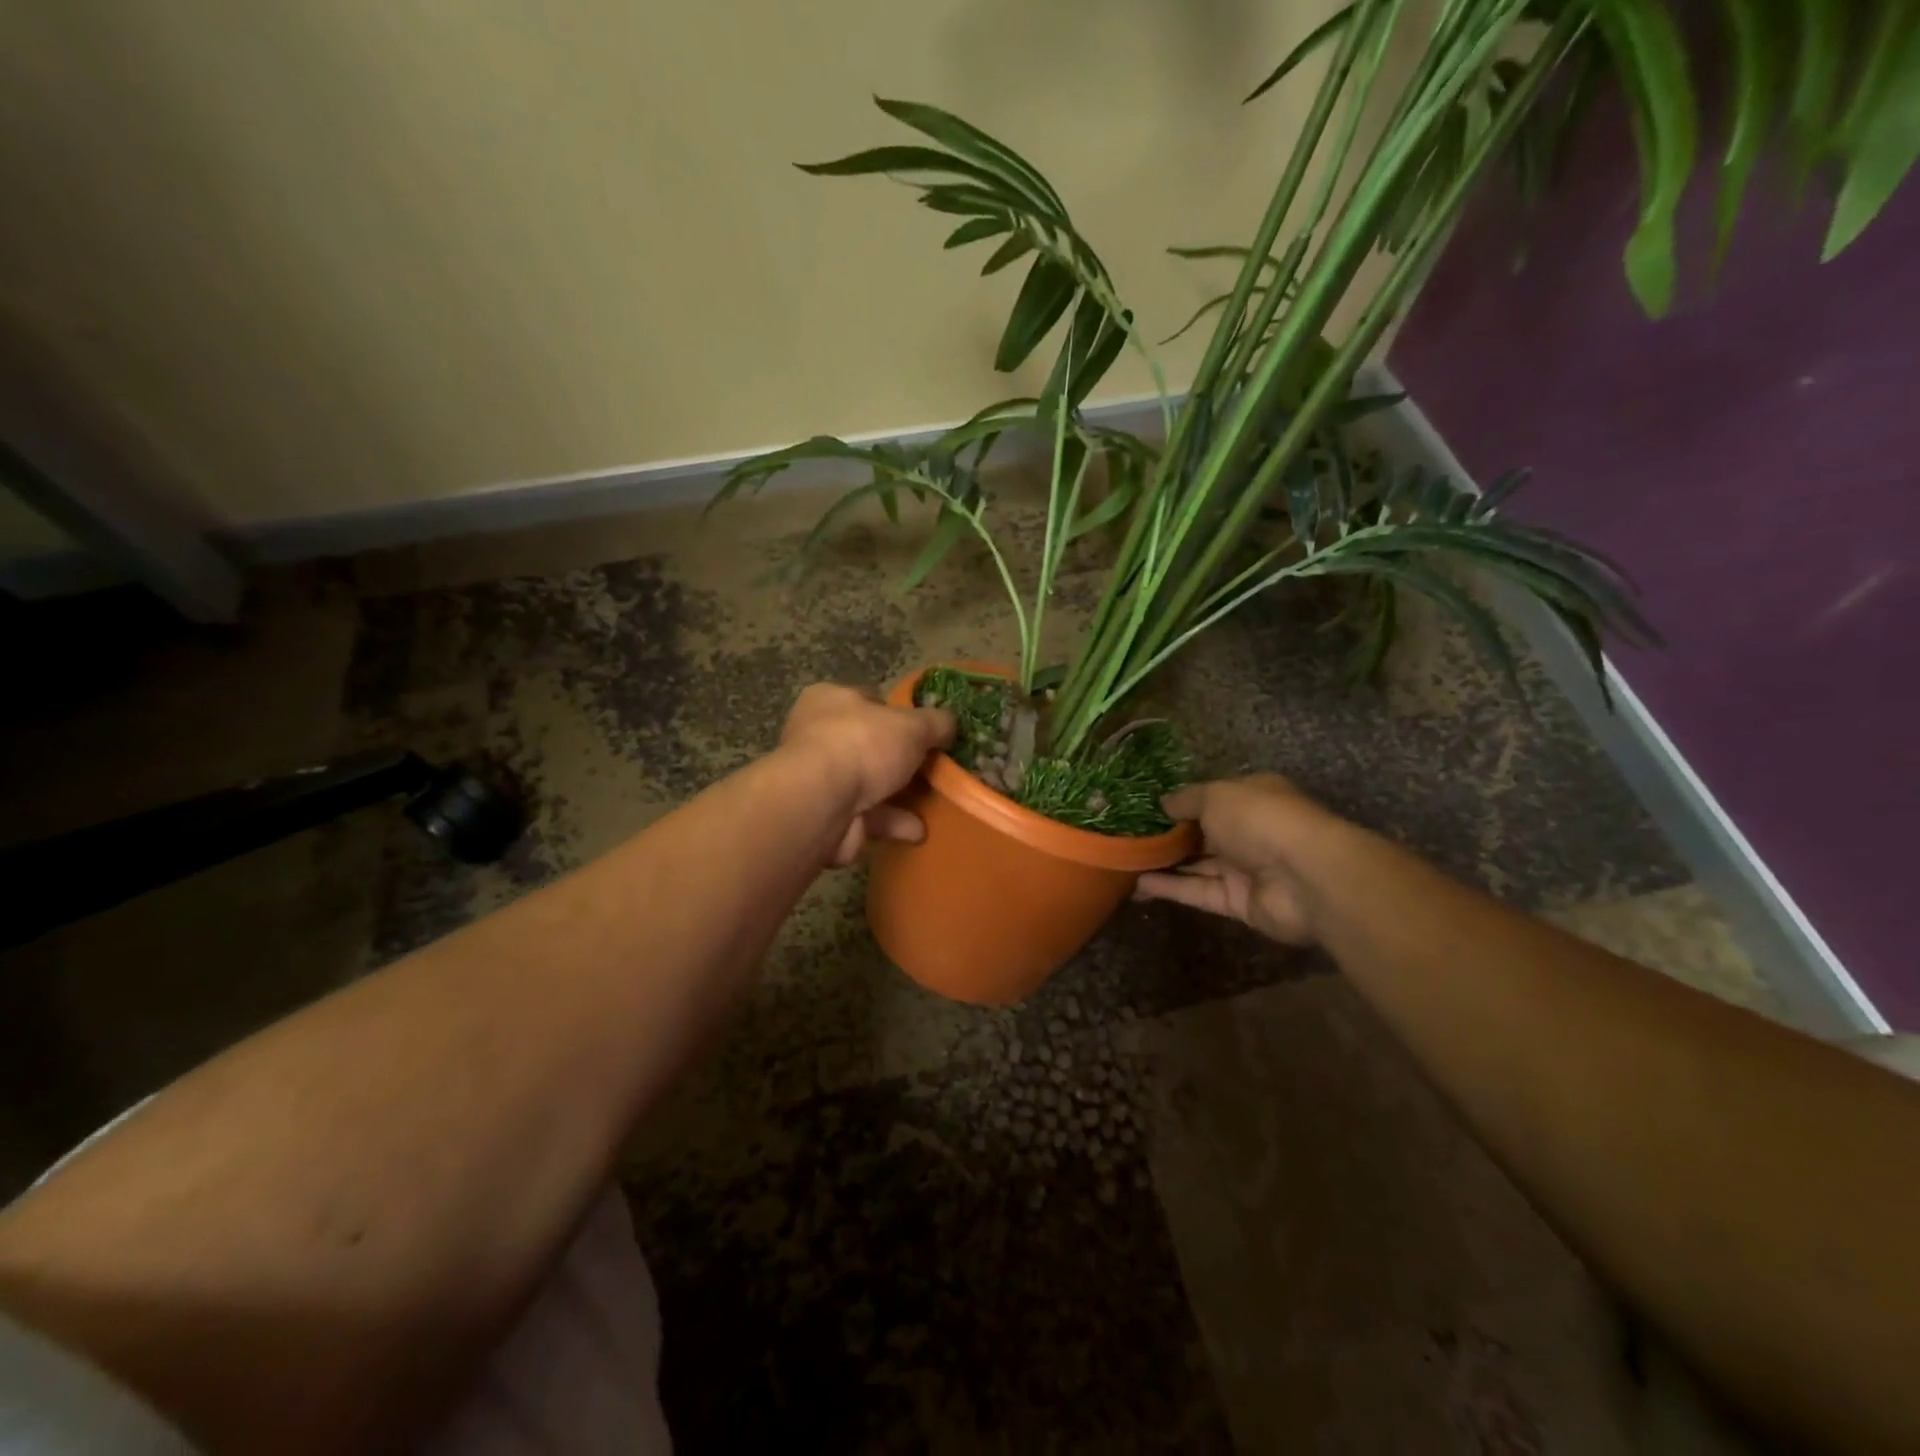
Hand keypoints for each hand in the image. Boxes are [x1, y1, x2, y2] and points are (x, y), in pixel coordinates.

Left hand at [780, 683, 955, 865]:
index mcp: (830, 699)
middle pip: (870, 745)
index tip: (927, 732)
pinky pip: (866, 816)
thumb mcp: (913, 725)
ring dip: (899, 796)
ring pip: (868, 784)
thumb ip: (936, 722)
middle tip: (933, 769)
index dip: (900, 715)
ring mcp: (820, 778)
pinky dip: (892, 823)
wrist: (823, 804)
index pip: (870, 700)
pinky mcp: (826, 814)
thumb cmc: (864, 745)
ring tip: (934, 803)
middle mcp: (818, 735)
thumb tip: (950, 722)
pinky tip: (918, 830)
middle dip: (901, 760)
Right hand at [1136, 774, 1342, 944]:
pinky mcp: (1239, 903)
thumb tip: (1162, 803)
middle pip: (1202, 834)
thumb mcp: (1216, 795)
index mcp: (1251, 797)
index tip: (1143, 809)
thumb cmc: (1261, 819)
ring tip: (1123, 861)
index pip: (1211, 799)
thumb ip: (1186, 800)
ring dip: (1163, 863)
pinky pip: (1199, 892)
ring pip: (1197, 865)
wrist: (1306, 876)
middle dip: (1167, 836)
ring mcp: (1246, 869)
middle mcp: (1249, 831)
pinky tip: (1137, 885)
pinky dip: (1170, 888)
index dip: (1179, 804)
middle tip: (1126, 837)